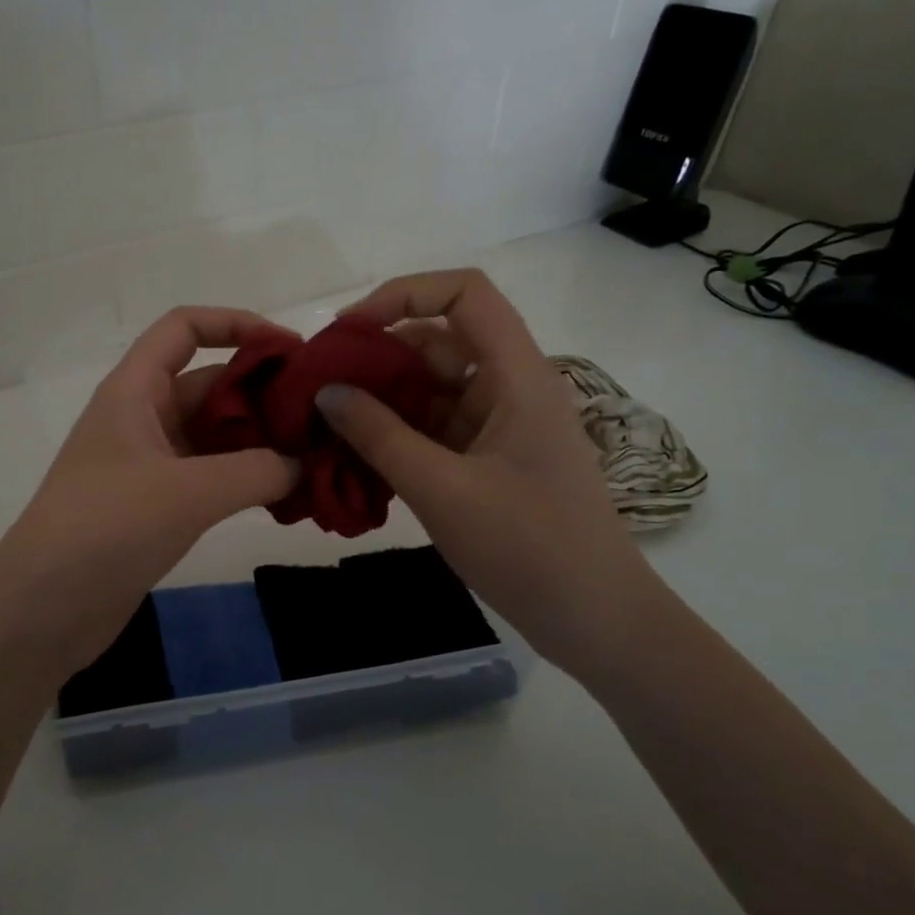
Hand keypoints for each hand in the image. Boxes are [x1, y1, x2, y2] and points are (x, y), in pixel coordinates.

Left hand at [0, 308, 301, 676]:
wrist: (41, 612)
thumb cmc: (105, 529)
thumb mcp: (186, 492)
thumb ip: (256, 471)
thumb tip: (303, 464)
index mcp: (134, 391)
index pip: (184, 328)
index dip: (236, 324)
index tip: (291, 349)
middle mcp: (142, 418)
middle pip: (210, 383)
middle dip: (264, 391)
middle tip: (323, 414)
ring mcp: (149, 464)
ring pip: (215, 435)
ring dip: (262, 441)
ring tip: (318, 456)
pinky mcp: (157, 505)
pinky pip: (212, 476)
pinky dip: (248, 479)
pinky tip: (289, 496)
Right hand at [317, 270, 664, 680]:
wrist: (595, 620)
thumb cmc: (528, 548)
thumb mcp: (443, 490)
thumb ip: (379, 436)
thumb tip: (326, 392)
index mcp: (517, 376)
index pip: (465, 294)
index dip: (404, 294)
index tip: (349, 330)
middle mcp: (510, 387)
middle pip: (440, 341)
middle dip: (378, 354)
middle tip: (319, 383)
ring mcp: (500, 425)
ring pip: (433, 387)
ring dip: (382, 398)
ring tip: (327, 419)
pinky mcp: (490, 458)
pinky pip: (436, 427)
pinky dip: (397, 432)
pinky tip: (356, 452)